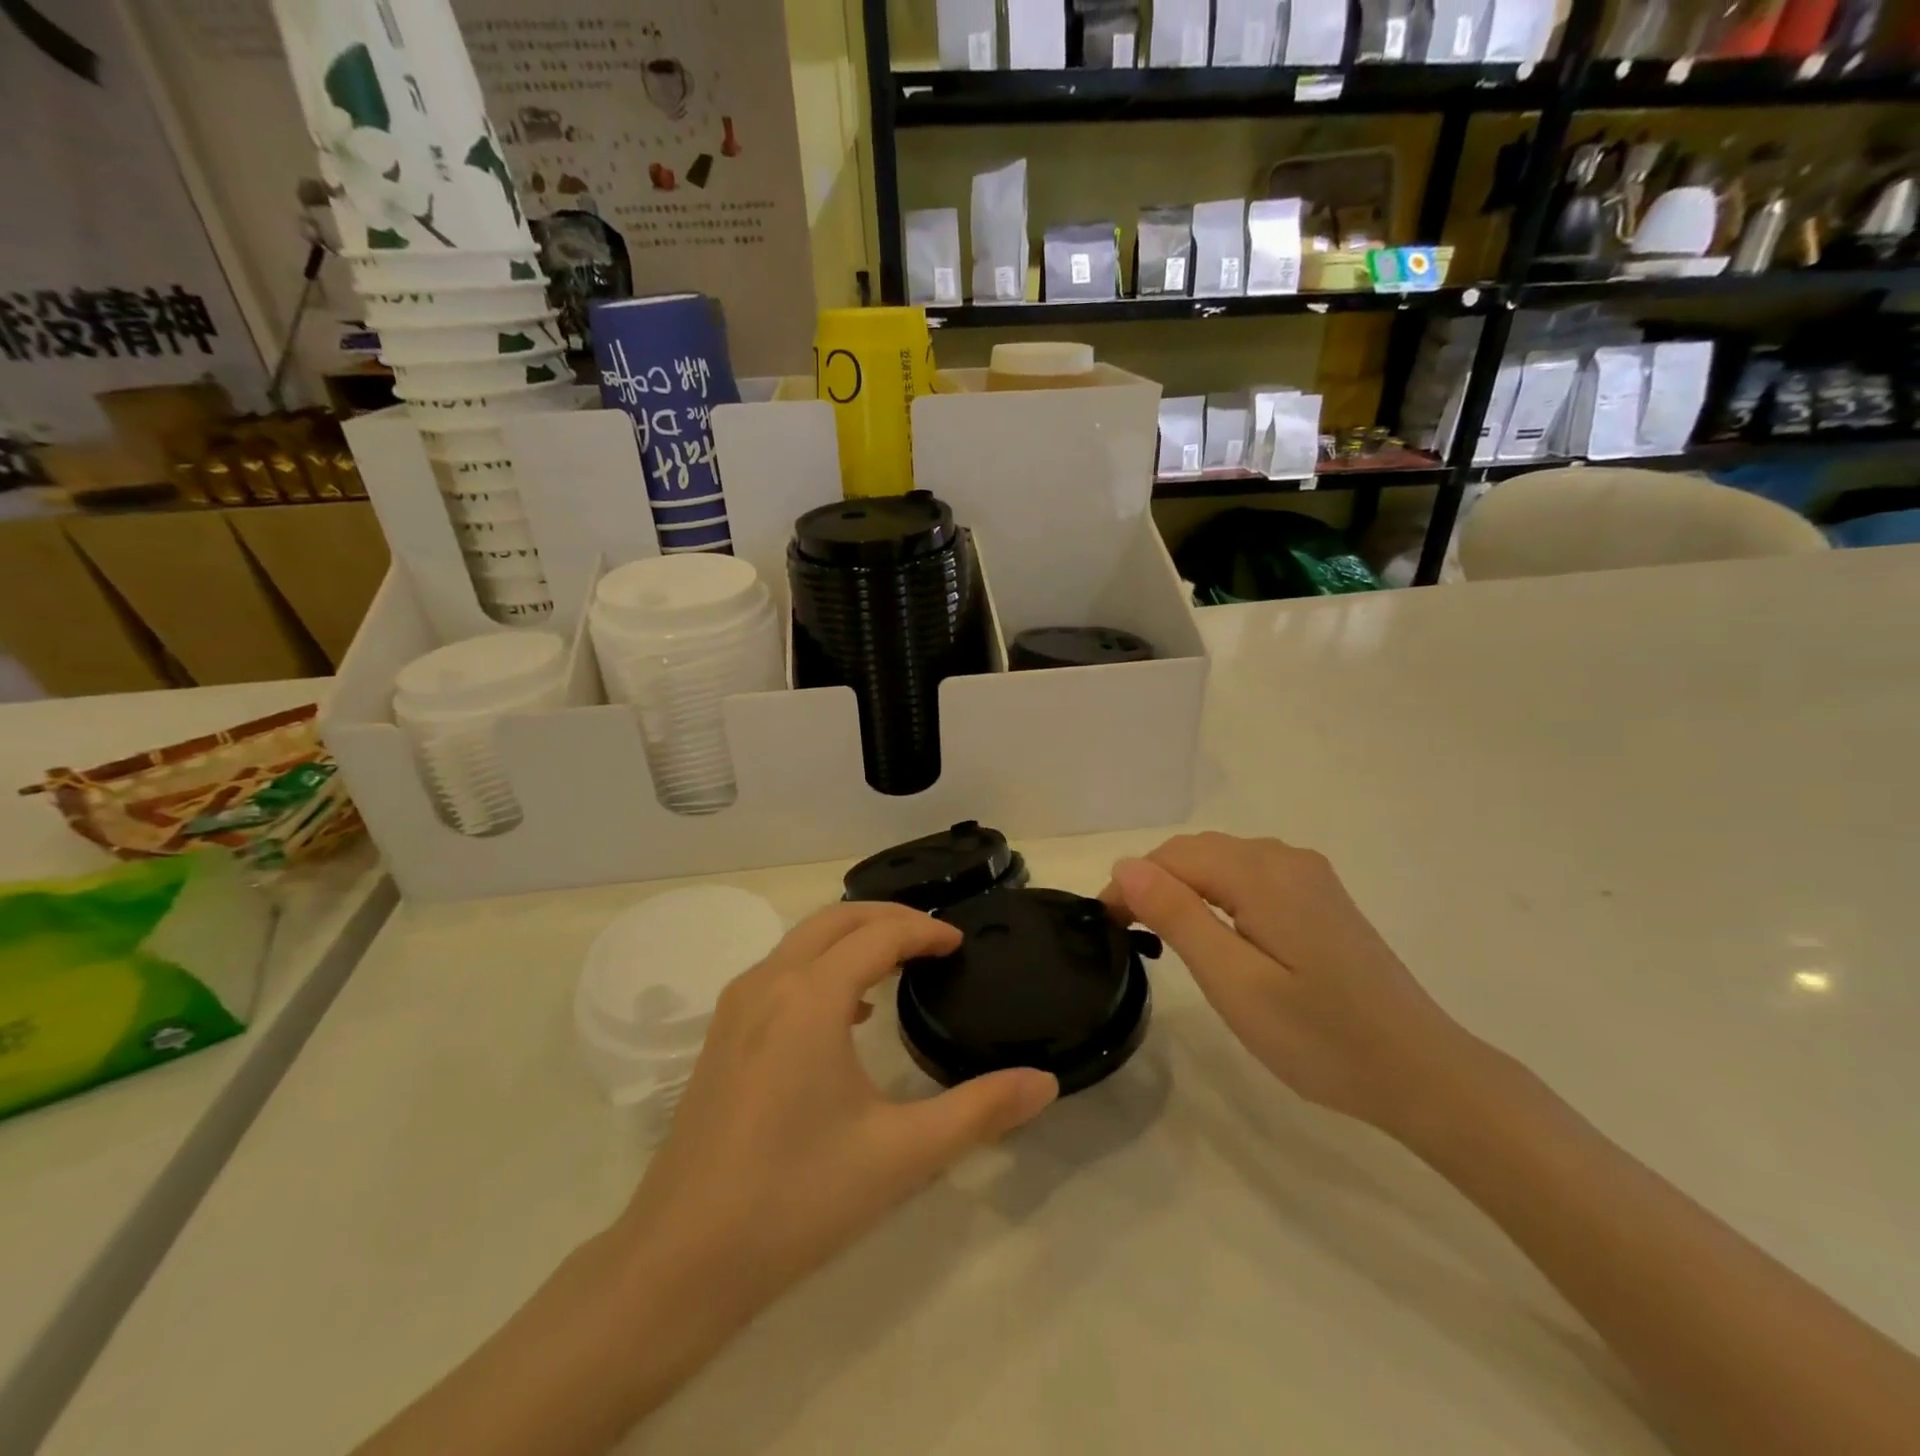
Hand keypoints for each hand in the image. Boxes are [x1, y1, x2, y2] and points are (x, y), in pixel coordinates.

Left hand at [617, 901, 1057, 1321]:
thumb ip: (979, 1112)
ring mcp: (737, 1007)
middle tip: (934, 940)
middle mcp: (769, 983)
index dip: (925, 931)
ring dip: (852, 937)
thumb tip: (1045, 1082)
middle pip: (836, 919)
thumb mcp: (901, 1155)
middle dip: (889, 917)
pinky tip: (847, 1013)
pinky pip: (780, 971)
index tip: (960, 944)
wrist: (680, 1260)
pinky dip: (821, 965)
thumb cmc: (796, 1198)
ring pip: (802, 940)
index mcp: (811, 997)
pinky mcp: (721, 1035)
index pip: (879, 935)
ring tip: (898, 964)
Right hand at [1102, 833, 1479, 1136]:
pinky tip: (1217, 932)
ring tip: (1163, 935)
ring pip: (1223, 861)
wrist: (1422, 1072)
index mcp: (1262, 873)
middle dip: (1154, 882)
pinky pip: (1251, 876)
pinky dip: (1217, 893)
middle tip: (1129, 936)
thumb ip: (1179, 916)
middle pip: (1197, 851)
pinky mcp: (1321, 897)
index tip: (1107, 929)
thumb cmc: (1320, 1037)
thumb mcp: (1234, 983)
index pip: (1172, 857)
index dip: (1130, 885)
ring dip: (1184, 887)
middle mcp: (1286, 859)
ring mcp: (1309, 876)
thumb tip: (1125, 866)